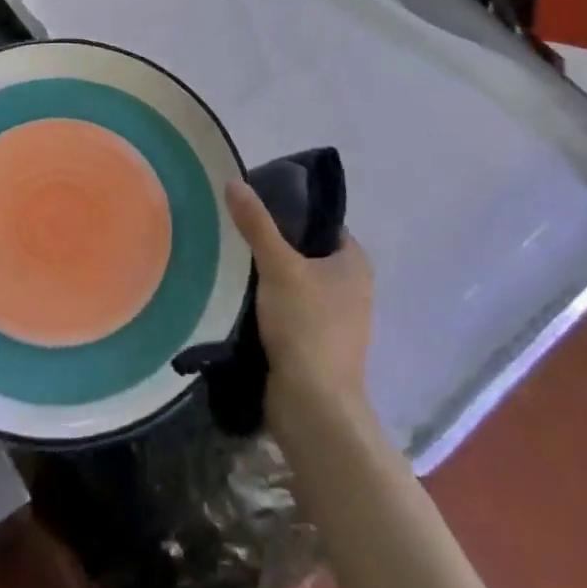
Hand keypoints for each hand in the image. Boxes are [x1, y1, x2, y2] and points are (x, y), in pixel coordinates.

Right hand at [225, 179, 373, 413]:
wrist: (313, 406)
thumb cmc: (306, 326)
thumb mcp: (278, 266)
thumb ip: (256, 224)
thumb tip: (234, 181)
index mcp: (354, 262)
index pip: (321, 222)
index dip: (291, 210)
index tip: (255, 204)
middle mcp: (352, 287)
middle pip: (307, 252)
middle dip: (275, 243)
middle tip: (237, 230)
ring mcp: (336, 319)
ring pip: (296, 283)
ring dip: (269, 276)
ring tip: (232, 258)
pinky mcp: (317, 345)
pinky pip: (290, 310)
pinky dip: (269, 303)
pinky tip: (240, 296)